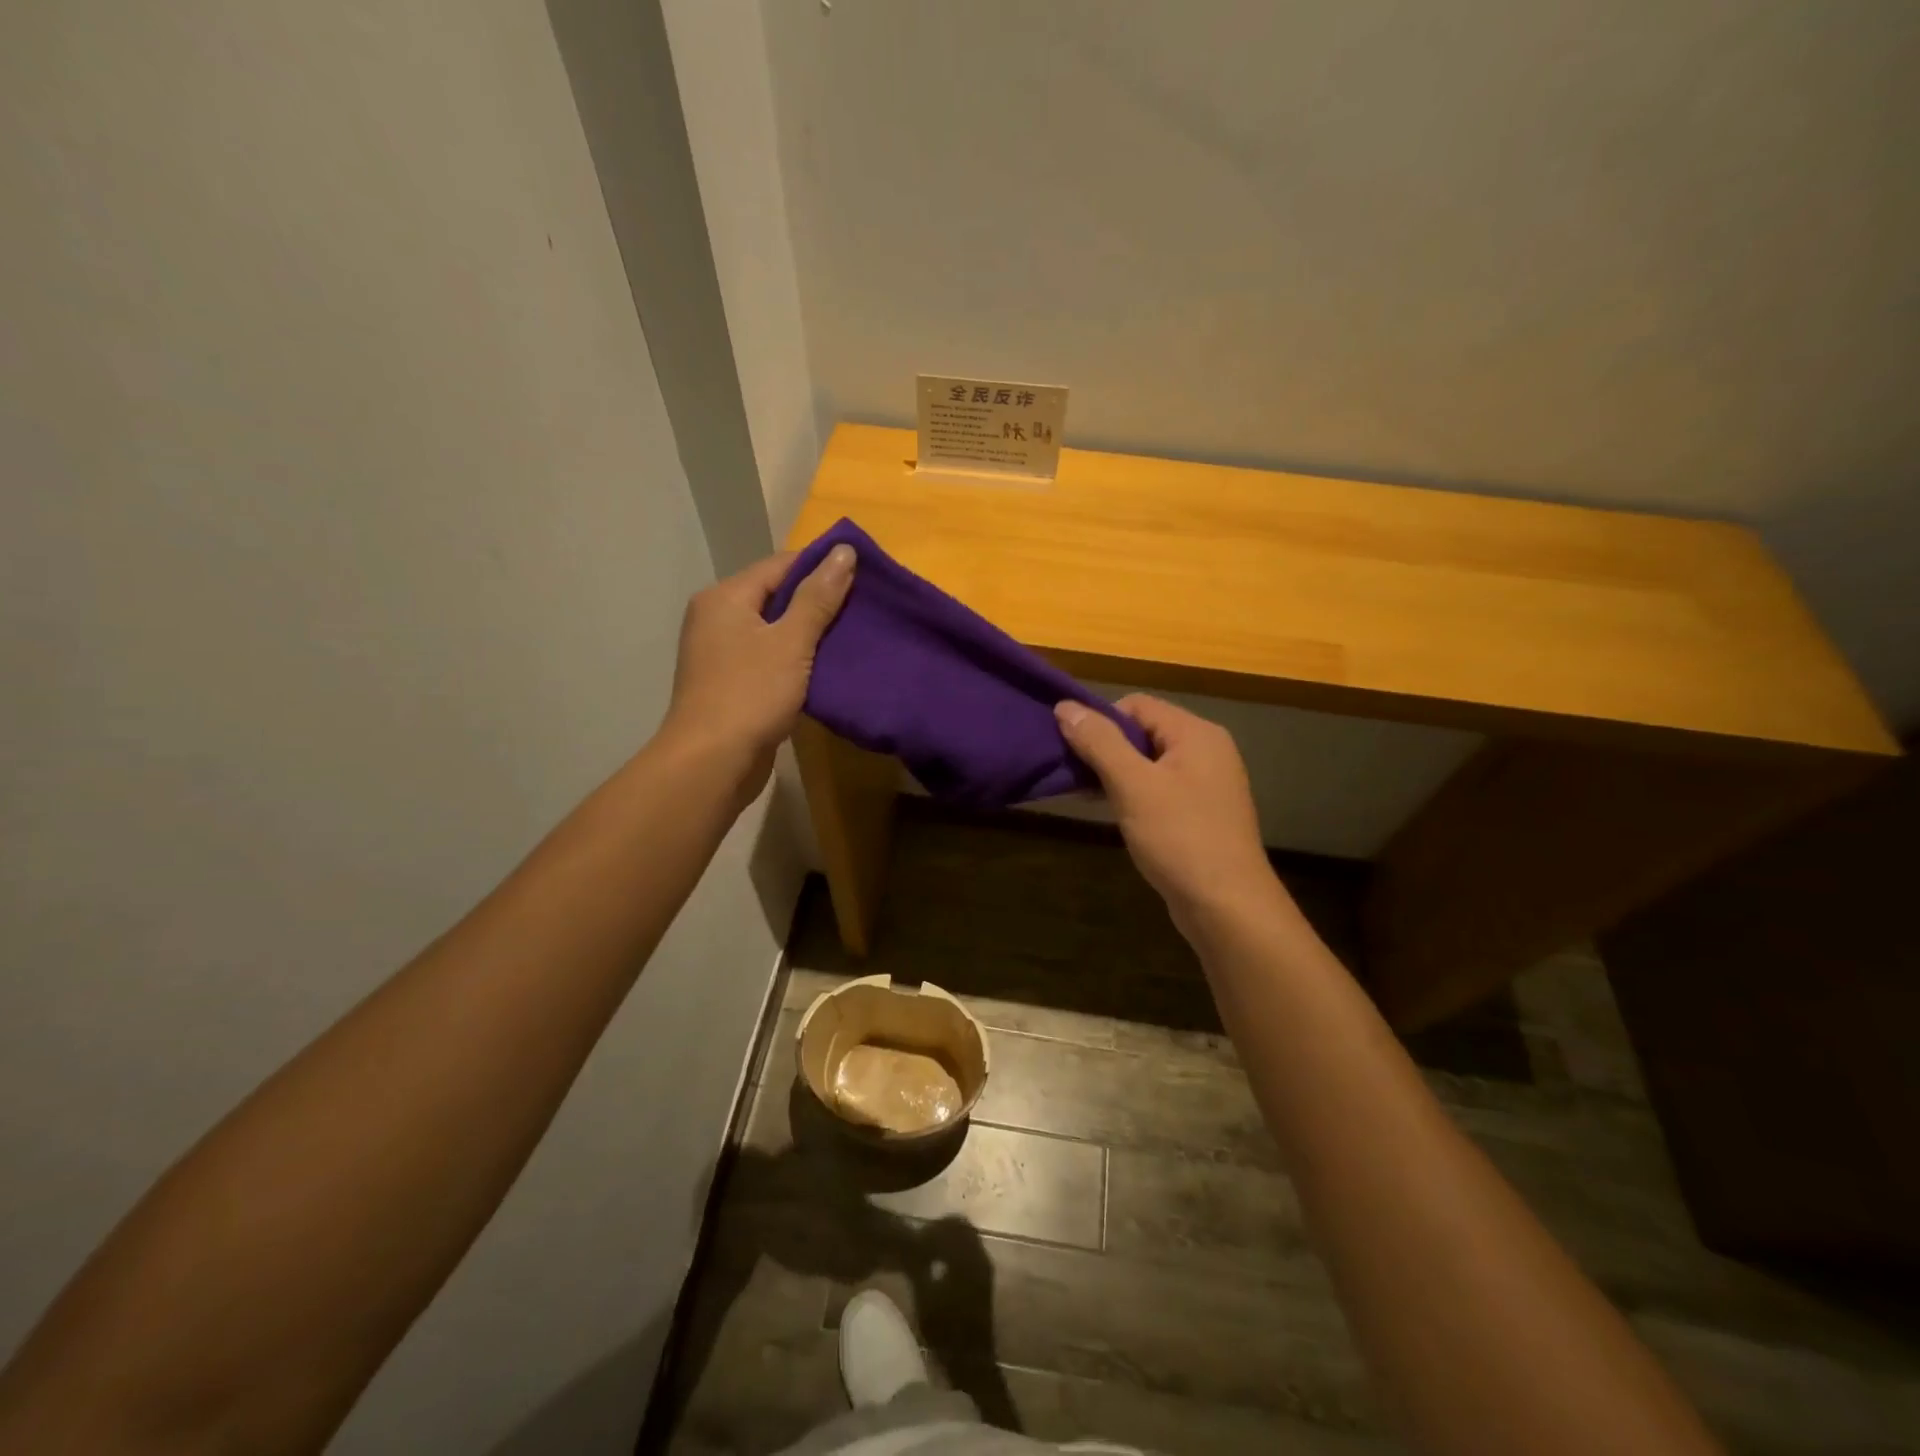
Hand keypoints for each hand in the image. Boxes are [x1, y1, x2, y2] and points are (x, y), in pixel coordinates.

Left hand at [662, 544, 855, 799]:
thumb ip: (818, 597)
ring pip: (774, 630)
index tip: (864, 575)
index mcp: (725, 597)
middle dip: (818, 601)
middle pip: (776, 596)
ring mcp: (721, 653)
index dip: (822, 566)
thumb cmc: (750, 694)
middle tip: (865, 607)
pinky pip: (770, 658)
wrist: (712, 763)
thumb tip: (844, 551)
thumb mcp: (791, 642)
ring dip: (809, 633)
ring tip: (853, 635)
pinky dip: (796, 659)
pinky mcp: (731, 684)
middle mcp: (717, 618)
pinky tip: (827, 667)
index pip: (780, 565)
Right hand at [1054, 695, 1279, 931]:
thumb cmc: (1179, 838)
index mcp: (1196, 733)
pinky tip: (1113, 813)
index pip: (1137, 705)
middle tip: (1074, 775)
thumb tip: (1065, 707)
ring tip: (1086, 795)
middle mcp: (1207, 750)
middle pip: (1144, 731)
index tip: (1073, 750)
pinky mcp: (1202, 812)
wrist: (1227, 907)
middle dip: (1105, 749)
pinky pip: (1160, 788)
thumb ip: (1099, 742)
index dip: (1101, 721)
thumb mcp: (1133, 785)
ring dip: (1116, 773)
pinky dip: (1134, 794)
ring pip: (1149, 762)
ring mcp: (1207, 783)